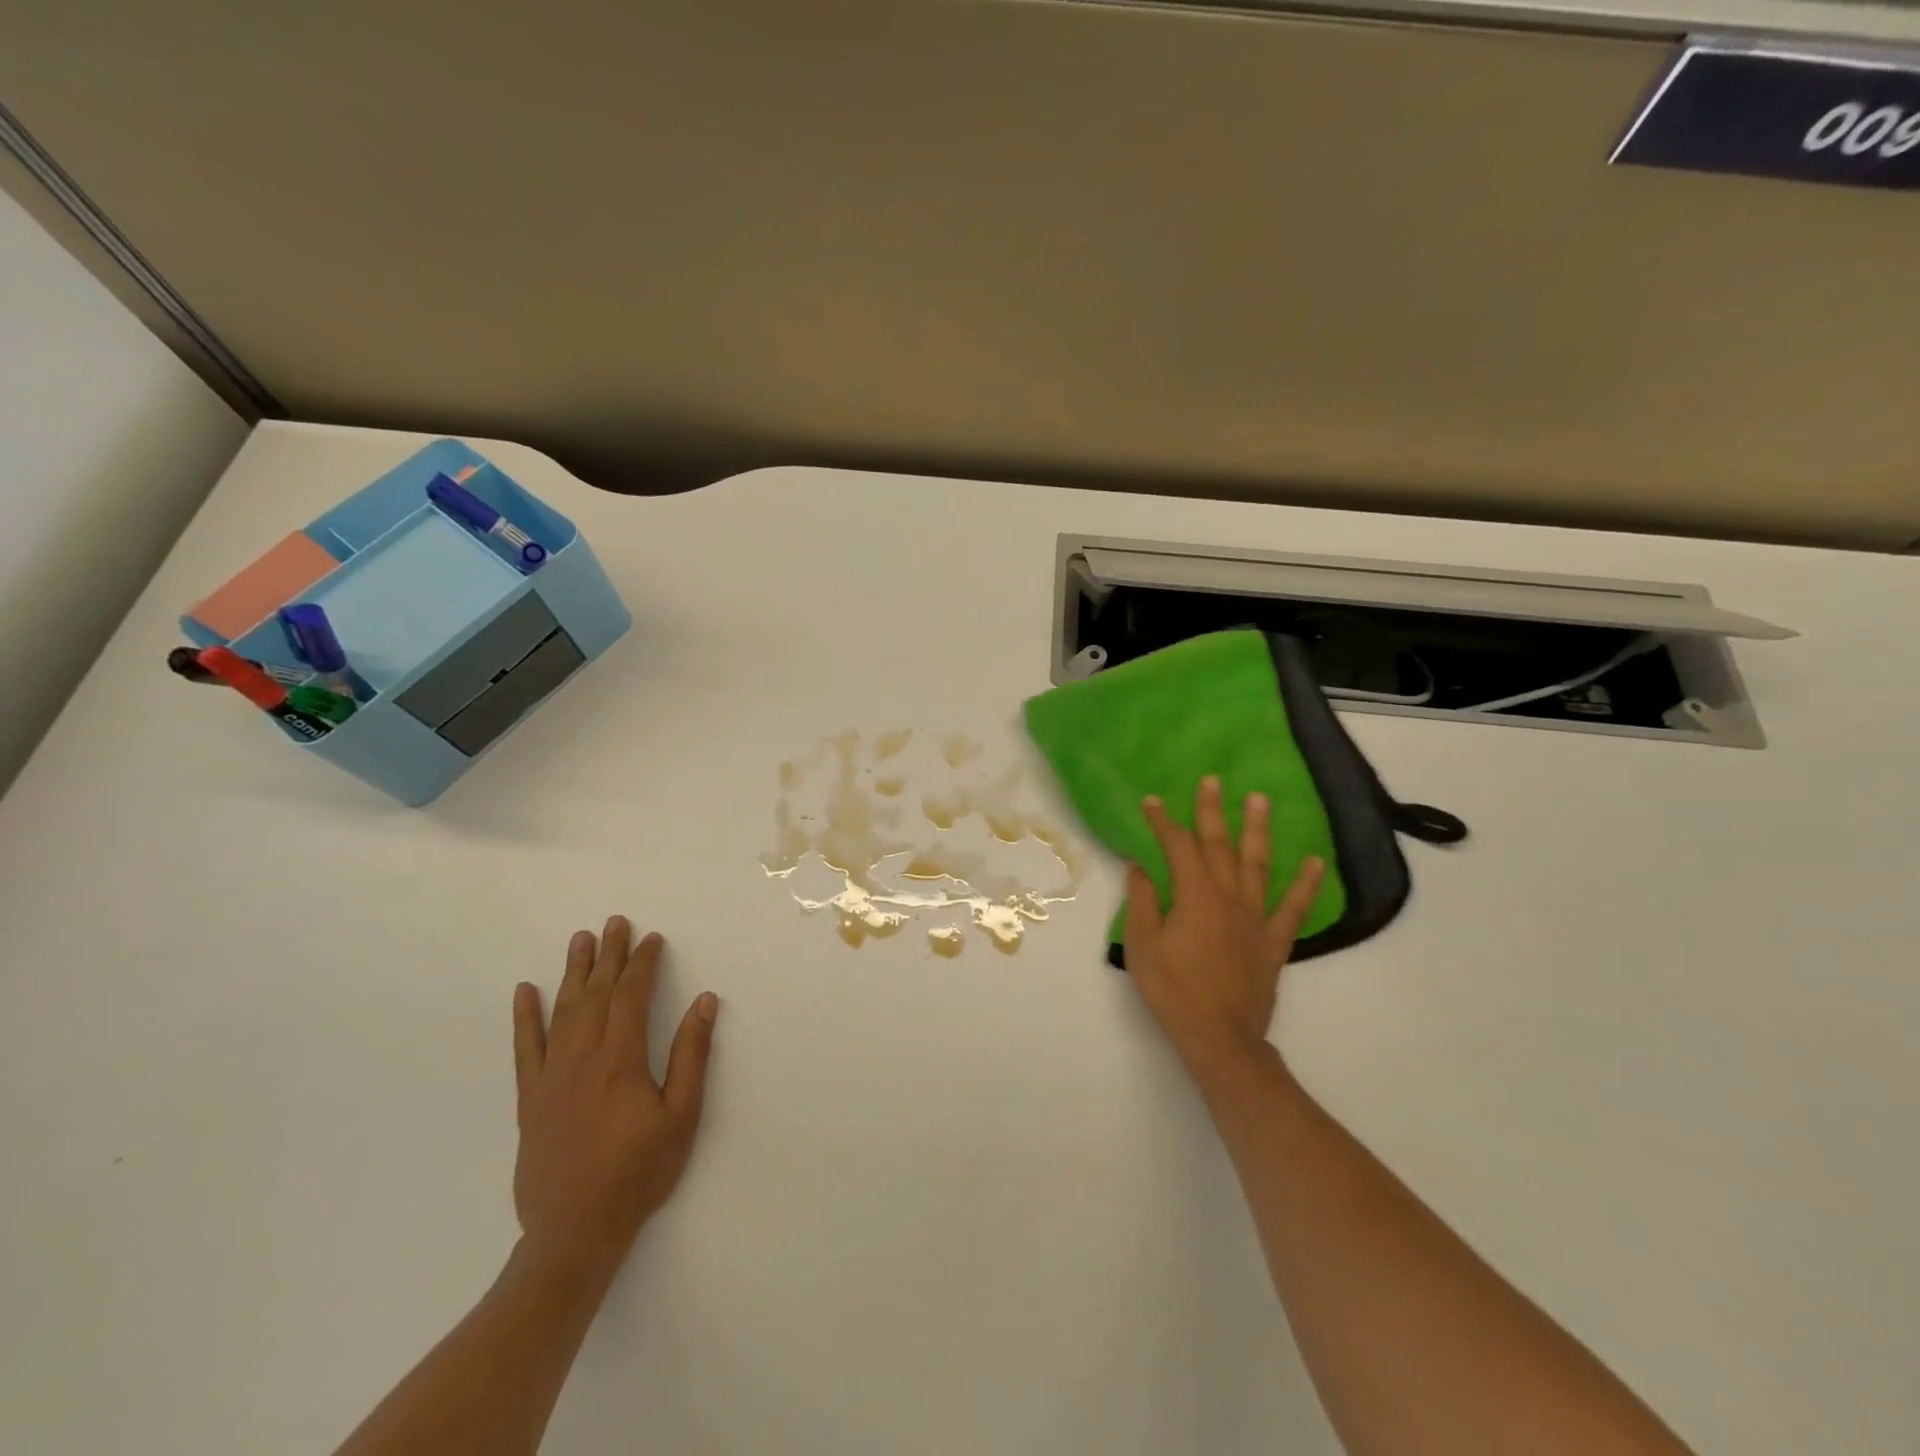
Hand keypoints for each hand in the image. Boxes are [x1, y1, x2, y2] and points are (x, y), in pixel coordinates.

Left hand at [511, 917, 719, 1274]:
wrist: (574, 1232)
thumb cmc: (638, 1172)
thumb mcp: (681, 1115)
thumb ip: (692, 1054)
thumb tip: (704, 1001)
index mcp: (620, 1059)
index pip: (632, 996)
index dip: (643, 963)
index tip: (652, 939)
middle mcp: (582, 1058)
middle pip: (596, 994)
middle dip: (608, 955)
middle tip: (615, 922)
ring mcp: (551, 1078)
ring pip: (563, 1011)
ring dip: (573, 973)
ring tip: (580, 940)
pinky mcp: (530, 1100)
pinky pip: (525, 1049)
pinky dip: (525, 1018)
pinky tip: (525, 992)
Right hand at [1124, 776, 1325, 1074]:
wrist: (1219, 1036)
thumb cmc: (1173, 989)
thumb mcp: (1142, 944)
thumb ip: (1141, 900)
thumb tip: (1140, 866)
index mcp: (1195, 896)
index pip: (1178, 847)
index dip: (1164, 822)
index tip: (1153, 801)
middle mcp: (1229, 897)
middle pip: (1219, 845)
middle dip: (1212, 811)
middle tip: (1212, 780)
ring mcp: (1256, 918)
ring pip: (1258, 865)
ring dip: (1258, 830)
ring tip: (1259, 800)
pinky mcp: (1274, 941)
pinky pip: (1293, 908)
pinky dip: (1305, 884)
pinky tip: (1314, 862)